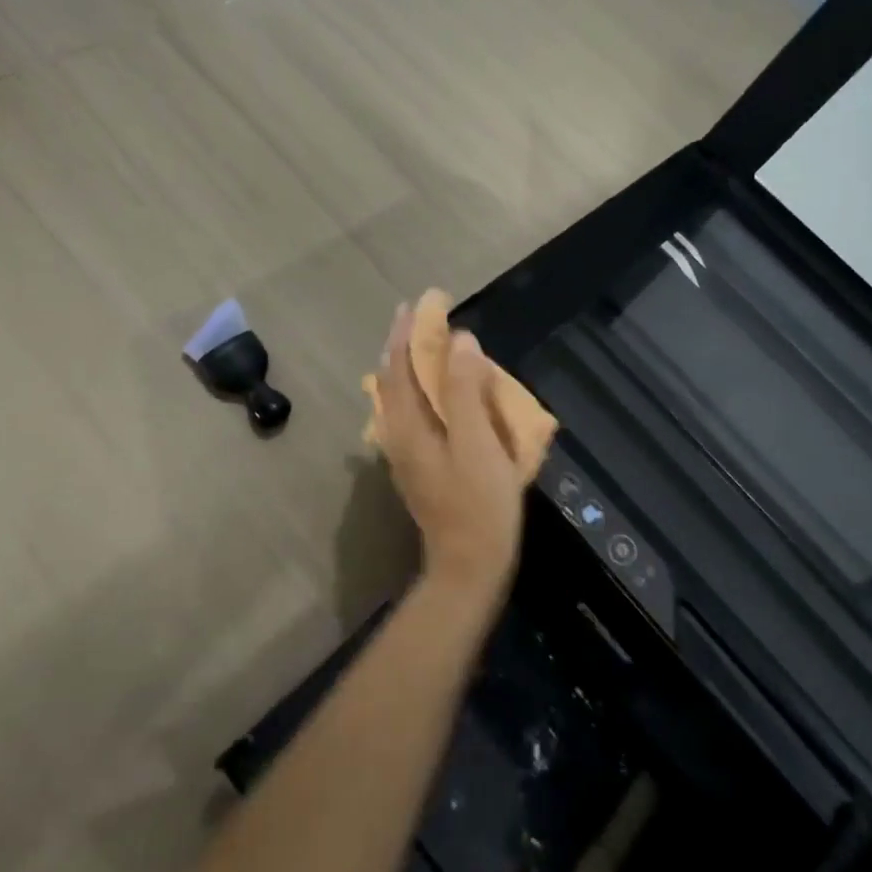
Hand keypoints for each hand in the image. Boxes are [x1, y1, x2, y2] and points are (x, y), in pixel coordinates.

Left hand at [375, 303, 525, 600]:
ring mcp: (405, 454)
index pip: (399, 366)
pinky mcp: (419, 467)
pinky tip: (436, 393)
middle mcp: (398, 435)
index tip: (419, 303)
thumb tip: (460, 341)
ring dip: (410, 366)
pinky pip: (412, 415)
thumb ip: (466, 391)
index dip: (408, 332)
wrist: (469, 568)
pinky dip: (421, 391)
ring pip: (400, 398)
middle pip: (393, 379)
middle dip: (405, 344)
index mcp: (408, 425)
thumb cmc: (478, 504)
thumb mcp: (478, 443)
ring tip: (427, 345)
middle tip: (422, 316)